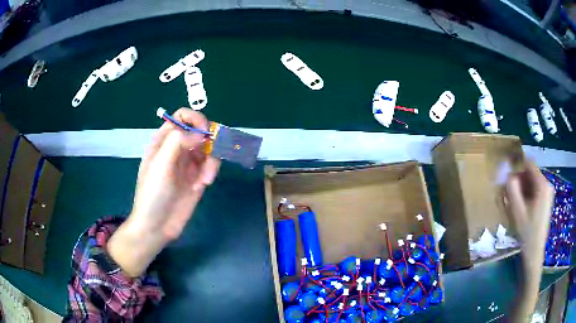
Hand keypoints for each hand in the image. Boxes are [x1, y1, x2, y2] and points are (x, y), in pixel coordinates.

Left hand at [108, 108, 220, 276]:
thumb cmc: (153, 193)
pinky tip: (203, 185)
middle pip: (200, 130)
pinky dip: (211, 171)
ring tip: (205, 179)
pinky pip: (211, 165)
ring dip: (212, 161)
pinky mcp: (198, 178)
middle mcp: (178, 148)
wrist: (157, 226)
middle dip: (209, 141)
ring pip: (210, 148)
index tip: (203, 132)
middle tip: (210, 153)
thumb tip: (202, 132)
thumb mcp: (160, 164)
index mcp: (164, 140)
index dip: (195, 118)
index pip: (182, 116)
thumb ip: (178, 141)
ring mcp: (189, 163)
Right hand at [506, 161, 553, 322]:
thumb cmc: (527, 233)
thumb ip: (512, 190)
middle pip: (531, 173)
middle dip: (519, 179)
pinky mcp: (546, 200)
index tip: (506, 174)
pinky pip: (535, 189)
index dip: (517, 166)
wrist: (534, 253)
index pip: (529, 164)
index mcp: (543, 185)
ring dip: (522, 187)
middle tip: (508, 191)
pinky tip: (520, 206)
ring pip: (532, 182)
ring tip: (513, 201)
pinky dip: (526, 194)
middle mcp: (547, 184)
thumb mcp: (518, 212)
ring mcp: (547, 193)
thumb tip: (506, 173)